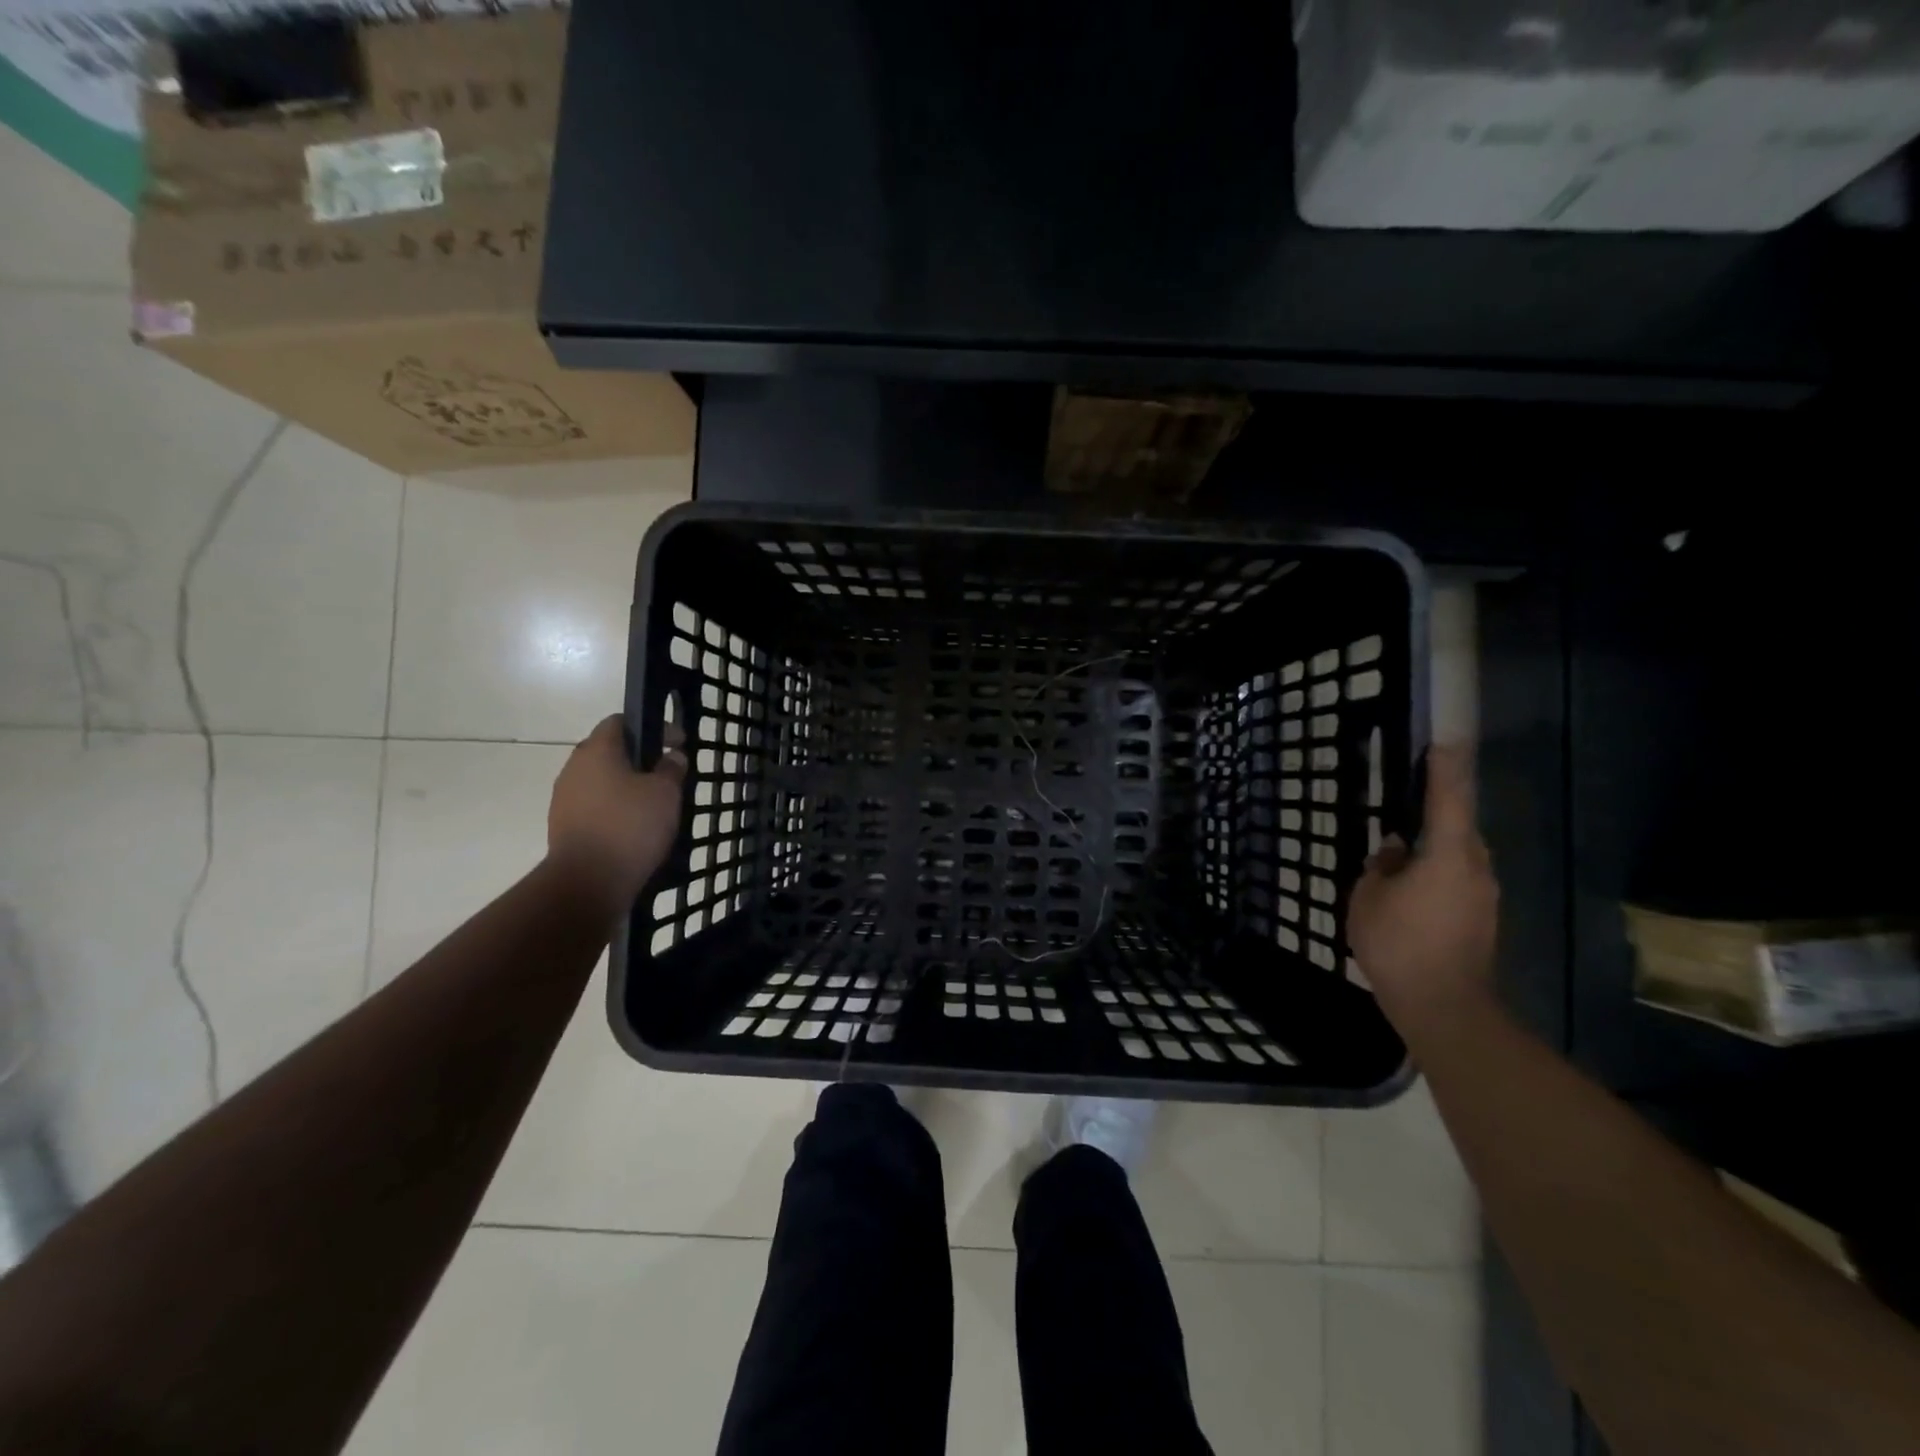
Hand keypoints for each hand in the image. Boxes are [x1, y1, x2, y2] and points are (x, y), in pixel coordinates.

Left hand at [547, 715, 685, 913]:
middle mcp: (574, 767)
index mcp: (597, 750)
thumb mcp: (666, 793)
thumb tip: (672, 757)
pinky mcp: (563, 825)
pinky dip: (614, 808)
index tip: (677, 743)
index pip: (619, 721)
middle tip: (667, 774)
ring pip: (601, 780)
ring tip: (653, 804)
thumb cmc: (630, 826)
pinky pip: (594, 806)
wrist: (587, 881)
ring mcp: (564, 798)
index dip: (651, 726)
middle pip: (609, 751)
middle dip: (639, 758)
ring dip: (626, 785)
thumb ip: (671, 769)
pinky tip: (634, 827)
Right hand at [1347, 745, 1497, 1025]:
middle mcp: (1475, 868)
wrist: (1444, 1007)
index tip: (1444, 742)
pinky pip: (1457, 880)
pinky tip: (1410, 888)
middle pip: (1458, 827)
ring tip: (1401, 853)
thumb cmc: (1398, 944)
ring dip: (1434, 847)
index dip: (1445, 768)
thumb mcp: (1368, 898)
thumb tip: (1395, 851)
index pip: (1449, 798)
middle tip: (1409, 800)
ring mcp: (1483, 896)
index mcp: (1447, 855)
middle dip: (1436, 811)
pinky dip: (1436, 873)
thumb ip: (1381, 866)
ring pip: (1458, 856)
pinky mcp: (1481, 919)